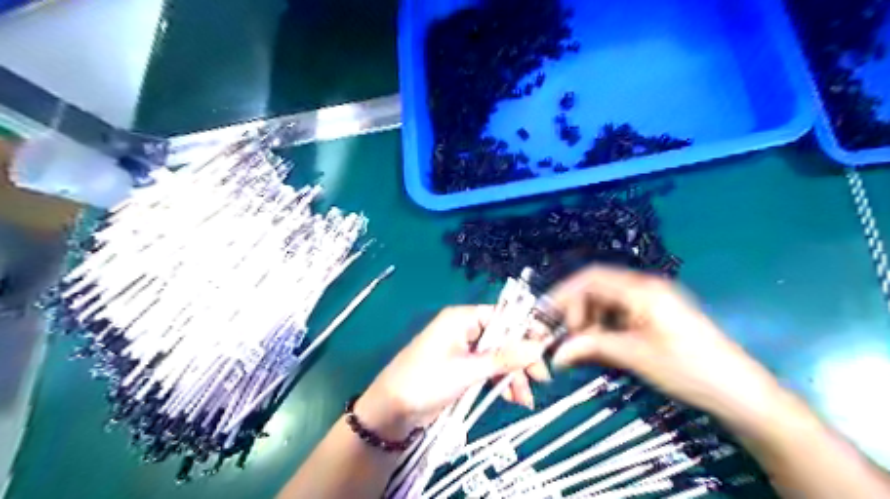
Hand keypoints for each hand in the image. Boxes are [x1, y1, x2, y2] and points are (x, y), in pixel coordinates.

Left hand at [355, 307, 549, 437]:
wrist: (392, 410)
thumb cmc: (427, 381)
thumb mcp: (468, 370)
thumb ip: (505, 358)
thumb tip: (539, 346)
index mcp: (463, 319)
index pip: (503, 317)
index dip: (526, 331)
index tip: (547, 349)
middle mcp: (465, 329)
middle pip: (504, 338)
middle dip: (521, 360)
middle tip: (541, 380)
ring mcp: (464, 350)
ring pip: (498, 357)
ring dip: (513, 376)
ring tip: (524, 400)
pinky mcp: (462, 369)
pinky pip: (489, 370)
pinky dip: (501, 383)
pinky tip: (512, 398)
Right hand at [546, 268, 780, 422]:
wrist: (741, 392)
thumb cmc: (688, 368)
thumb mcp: (635, 356)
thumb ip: (591, 347)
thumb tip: (556, 354)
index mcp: (641, 289)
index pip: (590, 278)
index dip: (563, 294)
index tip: (547, 316)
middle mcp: (644, 287)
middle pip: (596, 288)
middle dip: (576, 311)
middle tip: (569, 339)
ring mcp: (652, 301)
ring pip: (606, 302)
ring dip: (590, 321)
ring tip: (584, 346)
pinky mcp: (656, 315)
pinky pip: (620, 314)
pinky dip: (604, 327)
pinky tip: (602, 346)